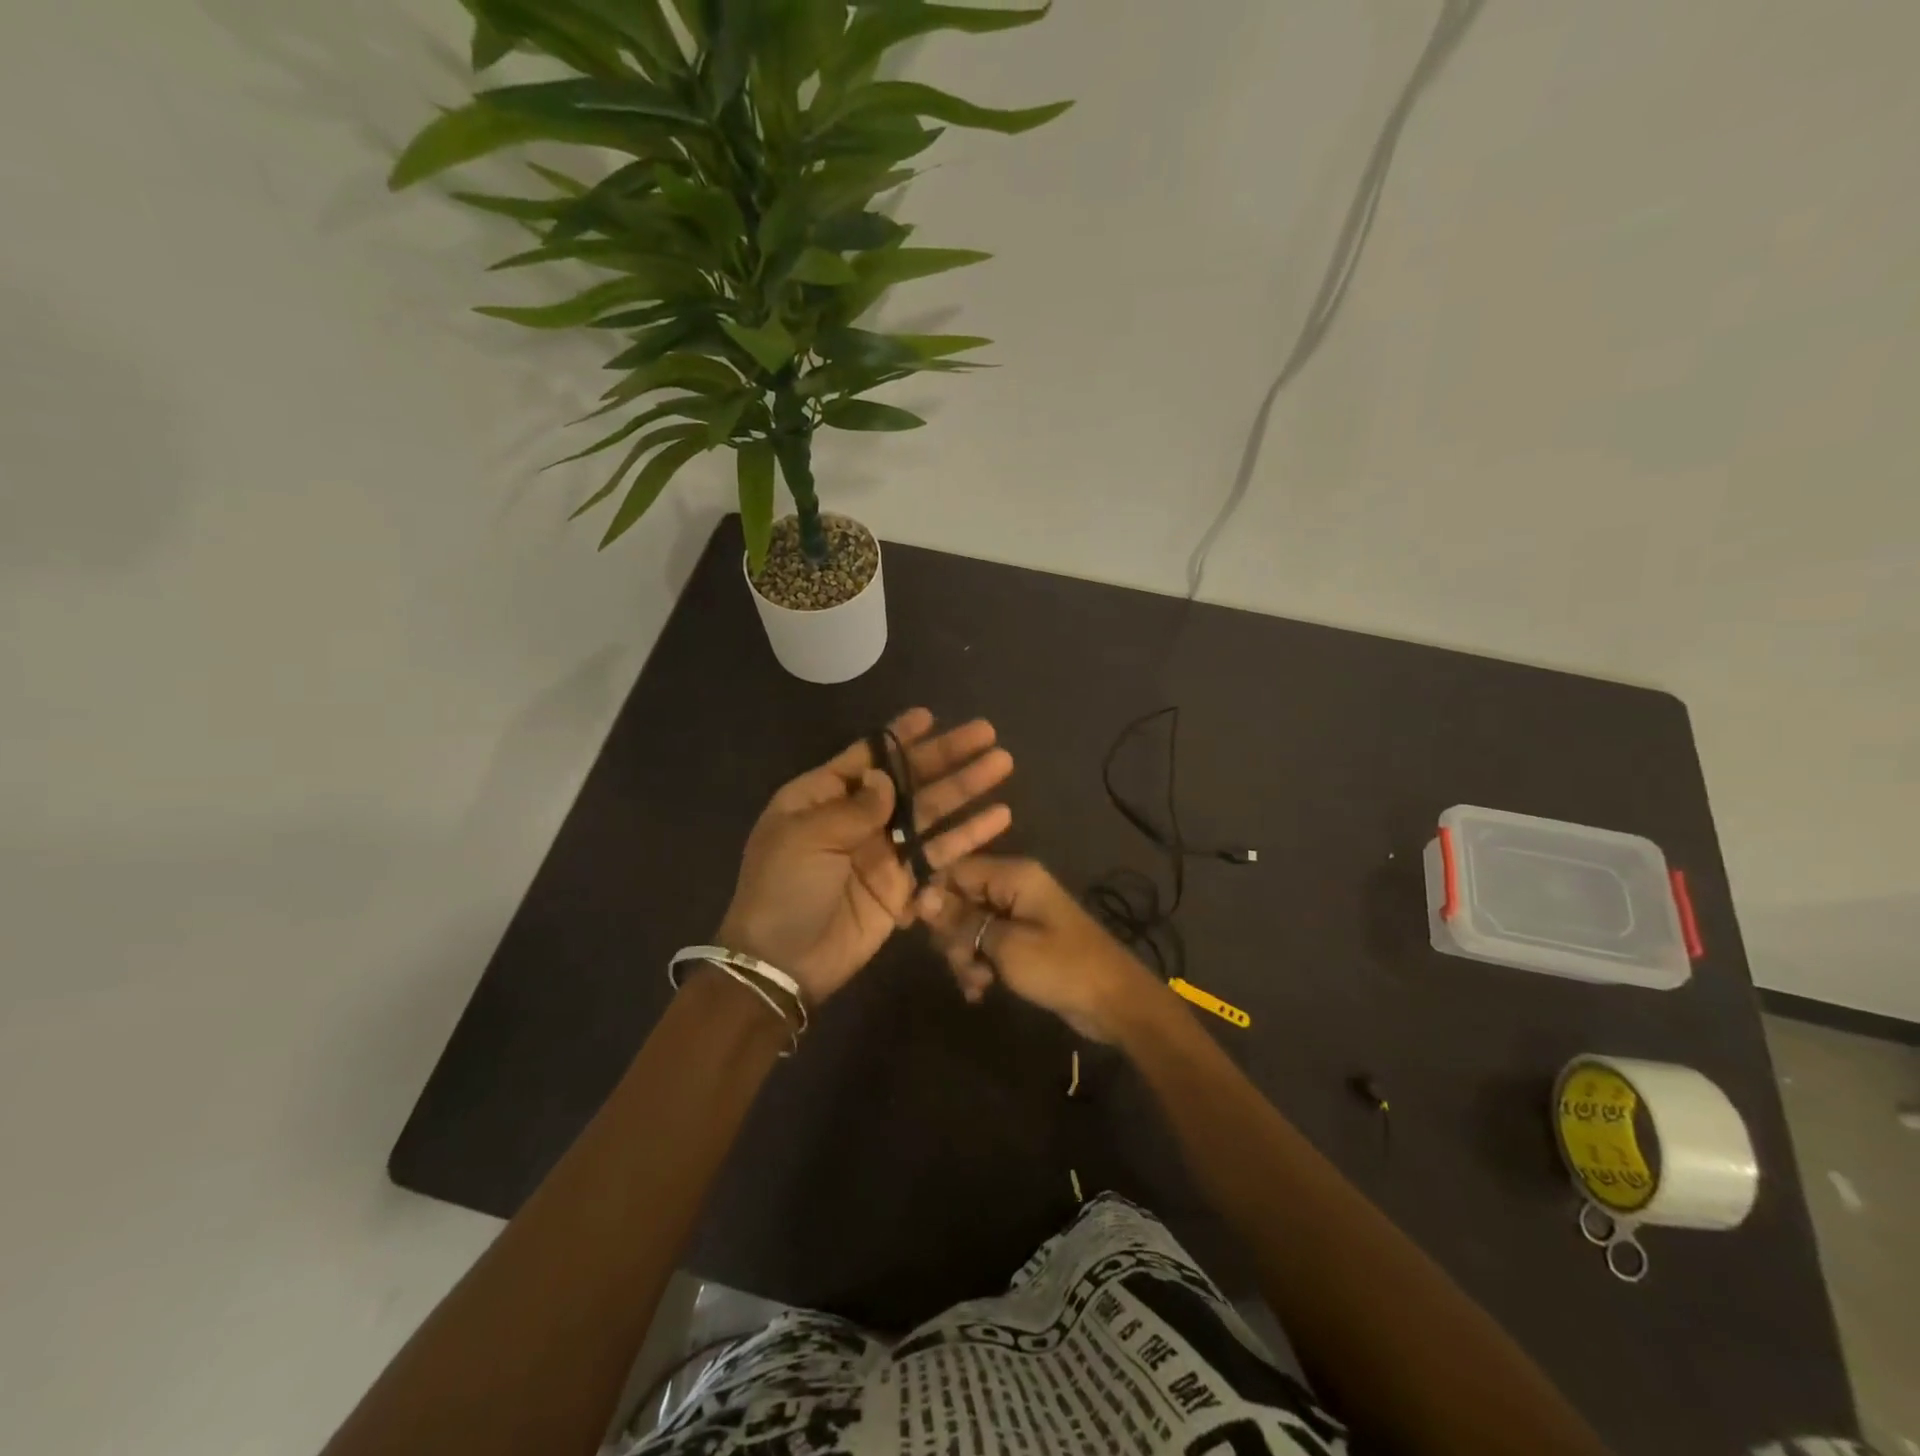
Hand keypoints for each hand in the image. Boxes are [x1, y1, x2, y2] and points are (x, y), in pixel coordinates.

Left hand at [715, 709, 1014, 1005]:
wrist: (783, 963)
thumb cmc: (783, 889)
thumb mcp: (806, 837)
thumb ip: (854, 806)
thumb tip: (886, 777)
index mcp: (822, 797)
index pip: (868, 757)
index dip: (900, 737)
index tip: (931, 716)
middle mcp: (856, 817)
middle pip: (909, 779)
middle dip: (947, 756)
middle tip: (986, 734)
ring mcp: (883, 850)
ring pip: (931, 811)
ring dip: (965, 788)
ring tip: (1002, 764)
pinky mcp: (904, 883)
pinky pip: (940, 853)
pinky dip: (968, 835)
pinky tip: (999, 816)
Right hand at [916, 856, 1164, 1042]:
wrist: (1114, 1001)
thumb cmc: (1061, 967)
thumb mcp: (1005, 945)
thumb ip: (963, 921)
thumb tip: (922, 897)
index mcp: (1013, 874)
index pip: (955, 870)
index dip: (933, 897)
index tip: (916, 929)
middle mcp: (1014, 886)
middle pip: (960, 899)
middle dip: (953, 935)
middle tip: (961, 965)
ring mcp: (1019, 913)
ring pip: (971, 925)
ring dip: (966, 956)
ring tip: (977, 985)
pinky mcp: (1024, 938)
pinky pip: (988, 943)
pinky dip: (980, 964)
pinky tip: (981, 991)